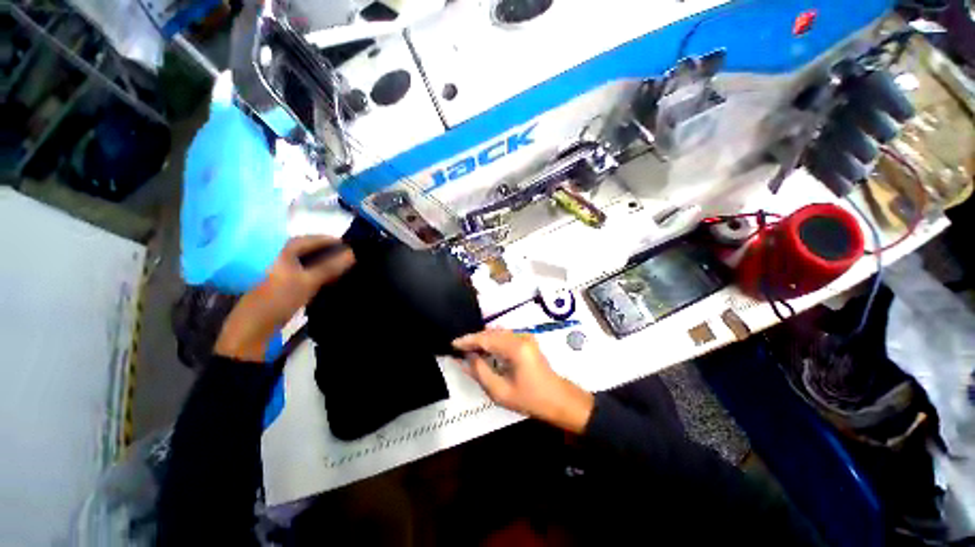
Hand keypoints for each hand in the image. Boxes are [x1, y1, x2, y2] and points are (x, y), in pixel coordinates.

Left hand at [215, 236, 354, 361]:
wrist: (255, 324)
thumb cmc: (280, 297)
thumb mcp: (309, 281)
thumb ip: (331, 266)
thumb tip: (354, 253)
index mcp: (285, 248)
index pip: (316, 238)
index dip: (335, 242)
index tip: (355, 247)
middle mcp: (283, 253)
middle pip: (313, 249)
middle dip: (332, 252)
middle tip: (352, 258)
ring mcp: (282, 267)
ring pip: (310, 260)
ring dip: (327, 263)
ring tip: (346, 268)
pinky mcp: (284, 280)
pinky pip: (307, 270)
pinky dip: (320, 272)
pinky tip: (331, 278)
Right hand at [452, 329, 594, 433]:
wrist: (560, 400)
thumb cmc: (531, 399)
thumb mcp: (500, 391)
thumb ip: (480, 372)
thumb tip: (464, 359)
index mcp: (515, 347)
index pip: (485, 338)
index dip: (468, 340)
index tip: (452, 344)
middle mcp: (520, 336)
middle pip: (491, 332)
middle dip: (474, 340)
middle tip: (458, 349)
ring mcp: (526, 336)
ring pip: (497, 332)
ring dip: (483, 339)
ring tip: (468, 350)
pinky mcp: (527, 340)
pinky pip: (504, 335)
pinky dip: (492, 341)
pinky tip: (484, 350)